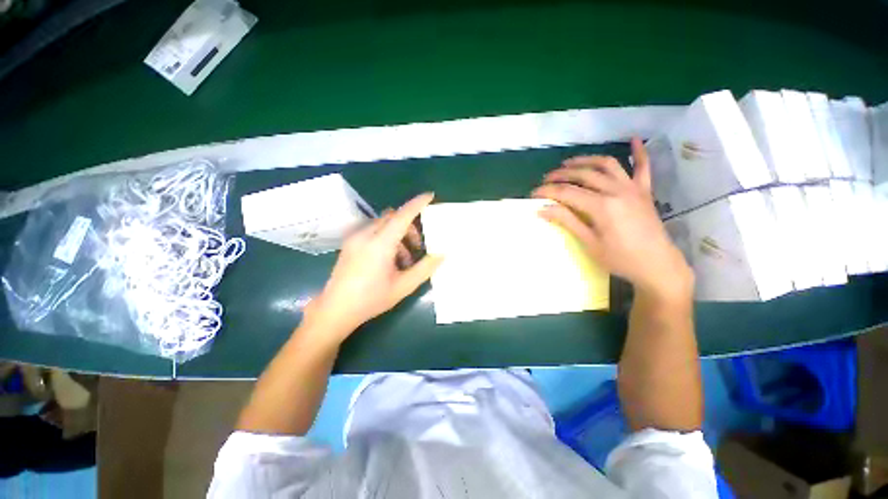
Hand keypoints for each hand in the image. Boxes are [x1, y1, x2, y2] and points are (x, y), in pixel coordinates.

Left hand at [302, 193, 442, 342]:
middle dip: (409, 225)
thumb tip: (442, 254)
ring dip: (398, 233)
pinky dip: (386, 237)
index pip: (402, 215)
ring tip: (403, 259)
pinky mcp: (350, 243)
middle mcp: (366, 234)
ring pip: (383, 223)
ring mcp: (355, 237)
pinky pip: (373, 230)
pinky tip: (388, 259)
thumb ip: (425, 268)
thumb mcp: (403, 286)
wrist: (335, 310)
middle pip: (393, 217)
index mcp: (380, 244)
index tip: (430, 196)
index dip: (417, 203)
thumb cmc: (371, 299)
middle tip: (418, 246)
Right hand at [532, 138, 692, 301]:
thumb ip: (567, 222)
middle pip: (583, 175)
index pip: (567, 193)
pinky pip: (643, 167)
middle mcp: (617, 191)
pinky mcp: (645, 191)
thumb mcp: (589, 243)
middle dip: (561, 174)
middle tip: (546, 179)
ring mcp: (633, 188)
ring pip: (607, 164)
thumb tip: (542, 210)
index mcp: (602, 207)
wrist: (657, 265)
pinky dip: (639, 152)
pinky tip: (634, 139)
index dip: (548, 192)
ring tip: (569, 162)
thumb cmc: (620, 259)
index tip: (533, 194)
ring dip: (586, 160)